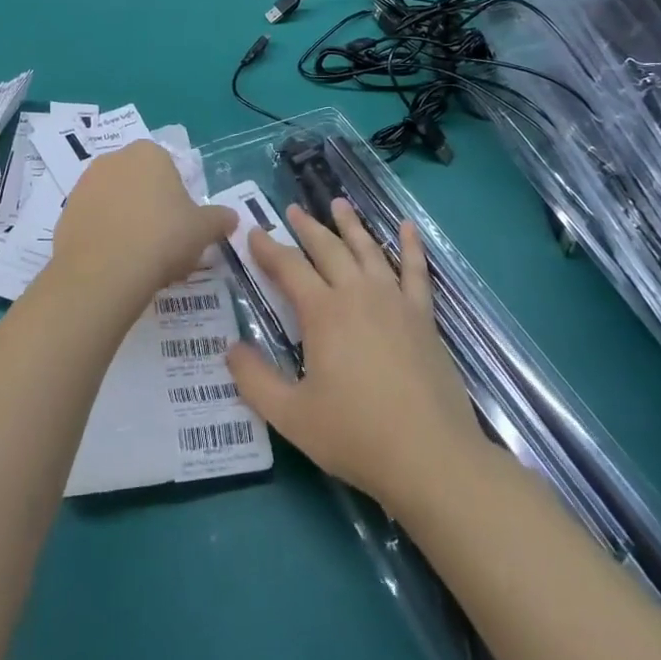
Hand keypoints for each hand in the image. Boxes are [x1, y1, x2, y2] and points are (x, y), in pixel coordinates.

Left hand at [49, 141, 234, 310]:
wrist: (105, 272)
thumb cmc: (162, 238)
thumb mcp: (203, 230)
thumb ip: (219, 219)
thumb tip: (232, 217)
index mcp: (149, 153)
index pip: (168, 169)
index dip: (177, 199)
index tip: (182, 227)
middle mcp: (113, 159)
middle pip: (139, 183)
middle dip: (150, 208)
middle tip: (163, 244)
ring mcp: (85, 184)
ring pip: (115, 202)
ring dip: (126, 222)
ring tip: (139, 259)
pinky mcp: (66, 212)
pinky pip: (94, 222)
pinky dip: (104, 237)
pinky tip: (115, 264)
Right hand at [226, 200, 486, 512]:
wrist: (430, 456)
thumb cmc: (356, 435)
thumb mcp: (291, 415)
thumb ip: (255, 380)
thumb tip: (230, 349)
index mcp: (323, 312)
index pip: (288, 267)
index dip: (268, 248)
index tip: (253, 231)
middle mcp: (357, 293)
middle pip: (327, 249)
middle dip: (306, 227)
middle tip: (292, 209)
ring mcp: (394, 301)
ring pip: (368, 250)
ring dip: (350, 225)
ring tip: (338, 203)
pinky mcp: (423, 316)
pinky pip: (416, 270)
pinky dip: (411, 245)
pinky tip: (408, 226)